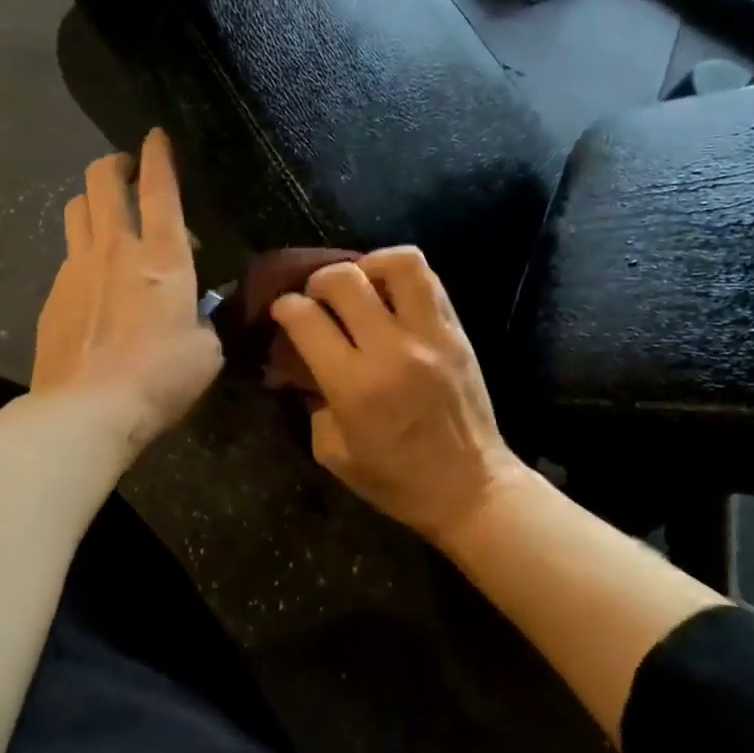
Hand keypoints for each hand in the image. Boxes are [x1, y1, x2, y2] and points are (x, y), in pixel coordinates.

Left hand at [31, 130, 222, 450]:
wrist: (88, 409)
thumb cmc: (160, 378)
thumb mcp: (206, 350)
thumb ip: (202, 319)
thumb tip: (193, 312)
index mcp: (163, 257)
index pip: (159, 188)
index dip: (159, 155)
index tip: (156, 136)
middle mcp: (115, 249)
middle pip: (102, 181)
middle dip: (114, 164)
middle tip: (127, 172)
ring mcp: (76, 268)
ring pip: (76, 209)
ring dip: (92, 201)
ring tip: (106, 217)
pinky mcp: (52, 295)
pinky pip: (67, 255)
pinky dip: (82, 252)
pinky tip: (92, 281)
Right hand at [270, 247, 528, 543]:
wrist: (470, 488)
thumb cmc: (396, 480)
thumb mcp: (334, 453)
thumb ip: (314, 404)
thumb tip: (306, 369)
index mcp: (354, 386)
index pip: (306, 320)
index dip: (285, 307)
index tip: (283, 311)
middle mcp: (391, 350)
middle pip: (345, 280)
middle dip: (318, 280)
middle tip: (317, 297)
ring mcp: (430, 336)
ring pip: (399, 264)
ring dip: (369, 264)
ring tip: (361, 282)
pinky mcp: (457, 333)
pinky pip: (430, 281)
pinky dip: (403, 275)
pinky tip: (391, 294)